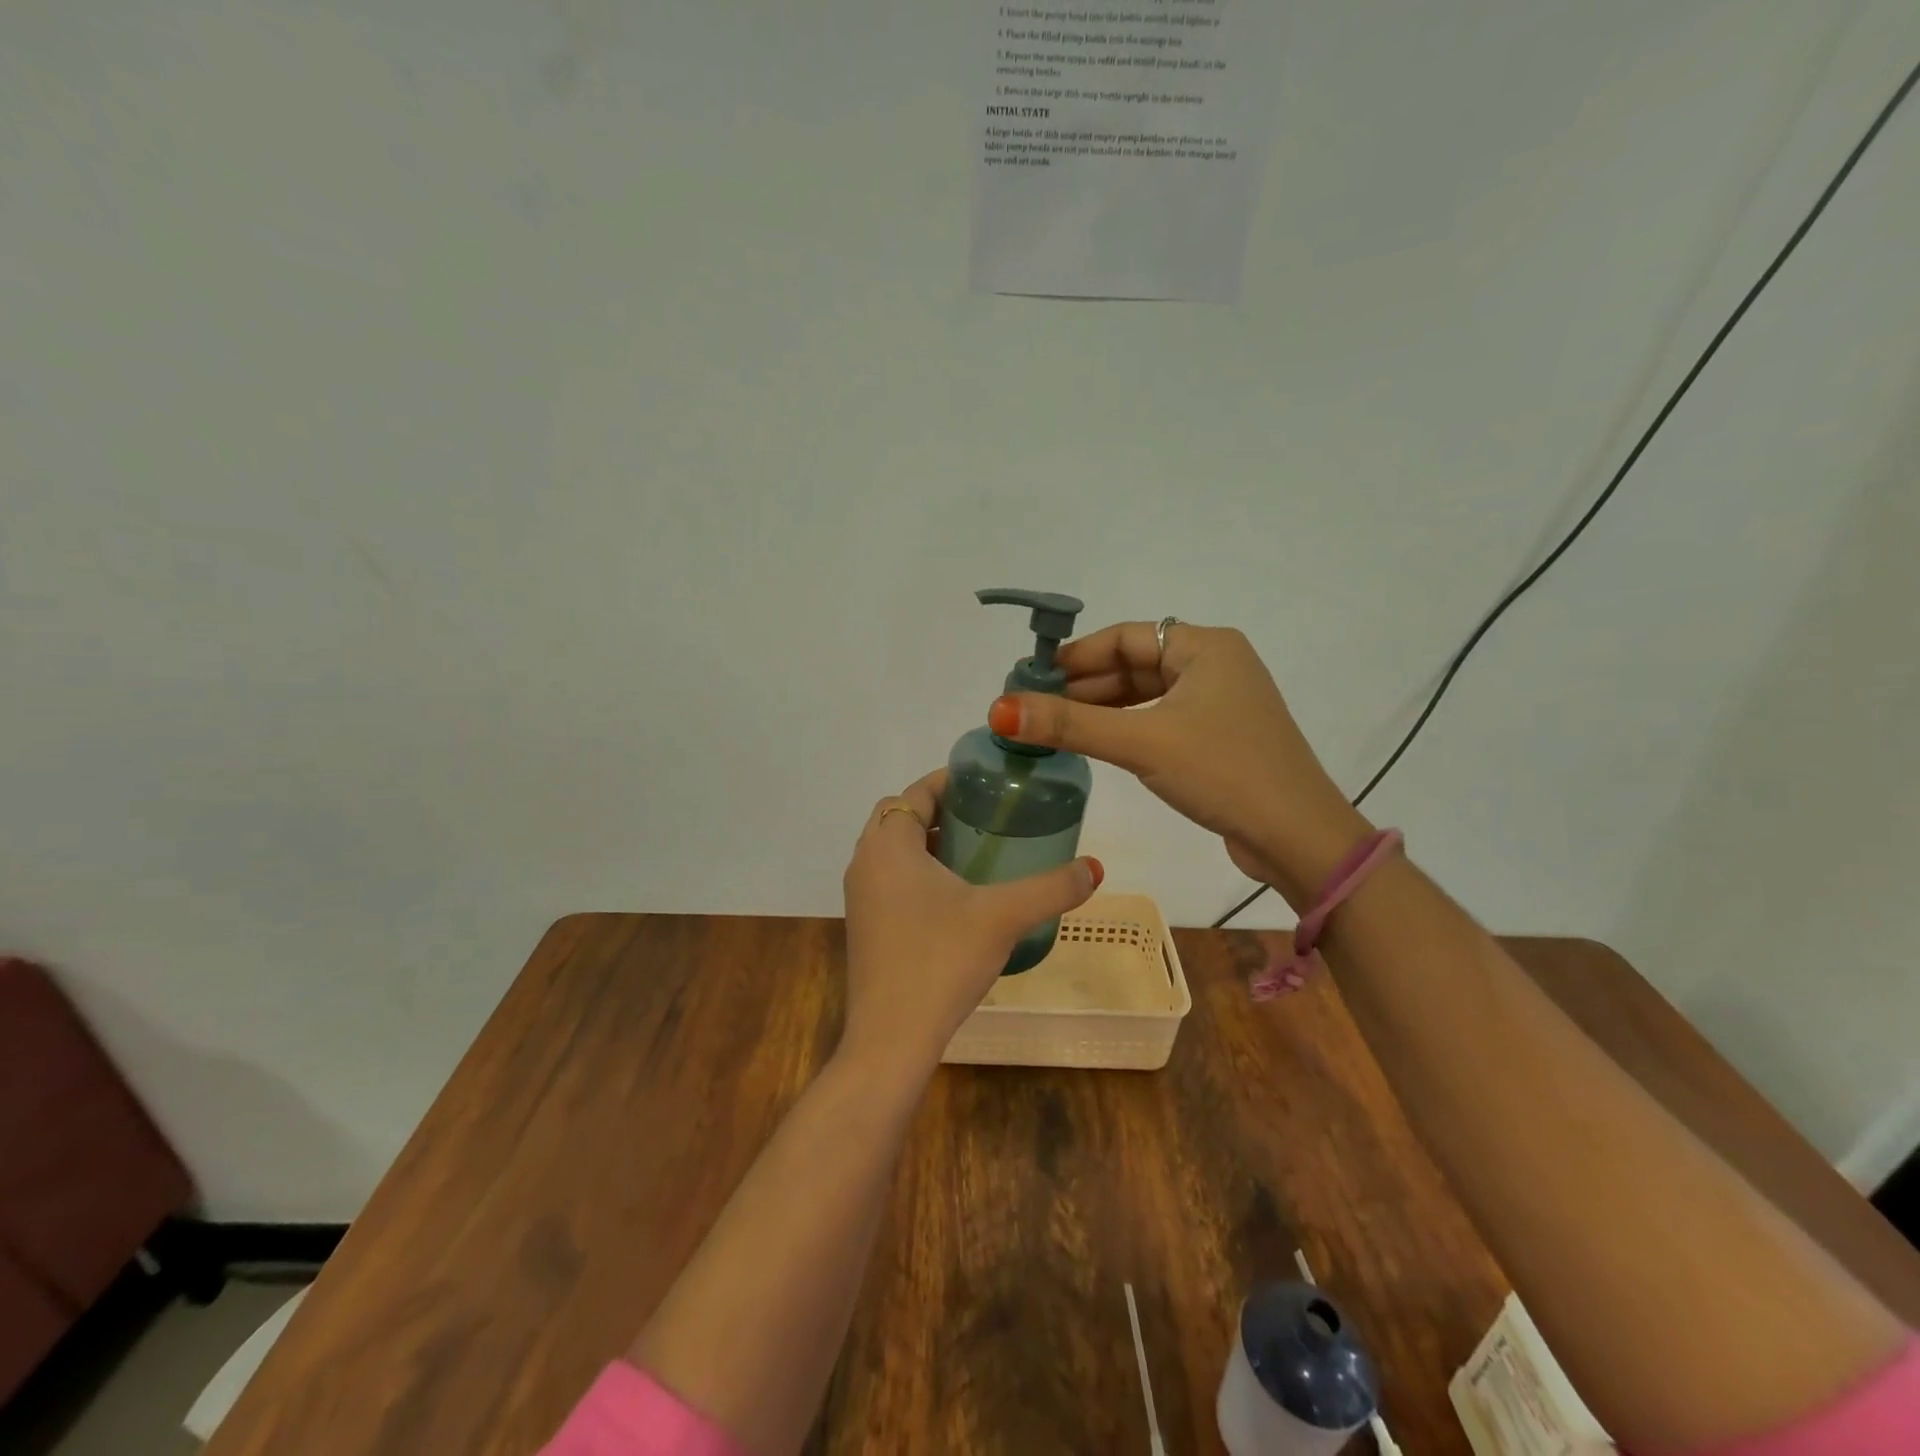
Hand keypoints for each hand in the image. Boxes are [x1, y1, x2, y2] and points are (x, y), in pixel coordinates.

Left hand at [841, 769, 1101, 1074]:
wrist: (891, 1037)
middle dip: (941, 809)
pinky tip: (958, 896)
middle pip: (901, 817)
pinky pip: (891, 879)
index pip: (915, 792)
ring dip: (929, 842)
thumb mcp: (1003, 917)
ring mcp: (861, 897)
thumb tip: (1095, 869)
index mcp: (889, 845)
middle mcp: (866, 862)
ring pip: (894, 850)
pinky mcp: (865, 926)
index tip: (987, 783)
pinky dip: (919, 872)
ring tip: (978, 851)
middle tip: (986, 816)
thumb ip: (1051, 888)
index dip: (950, 781)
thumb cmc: (941, 960)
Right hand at [988, 622, 1368, 906]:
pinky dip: (1127, 728)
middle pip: (1134, 664)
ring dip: (1102, 709)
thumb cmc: (1223, 772)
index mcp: (1205, 646)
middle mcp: (1214, 664)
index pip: (1124, 636)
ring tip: (1055, 728)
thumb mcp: (1142, 742)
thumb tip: (1000, 708)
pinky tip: (1097, 744)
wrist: (1297, 837)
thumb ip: (1070, 724)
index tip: (1031, 679)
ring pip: (1146, 694)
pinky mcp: (1219, 736)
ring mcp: (1220, 702)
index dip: (1074, 656)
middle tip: (1034, 709)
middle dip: (1084, 686)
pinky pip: (1161, 719)